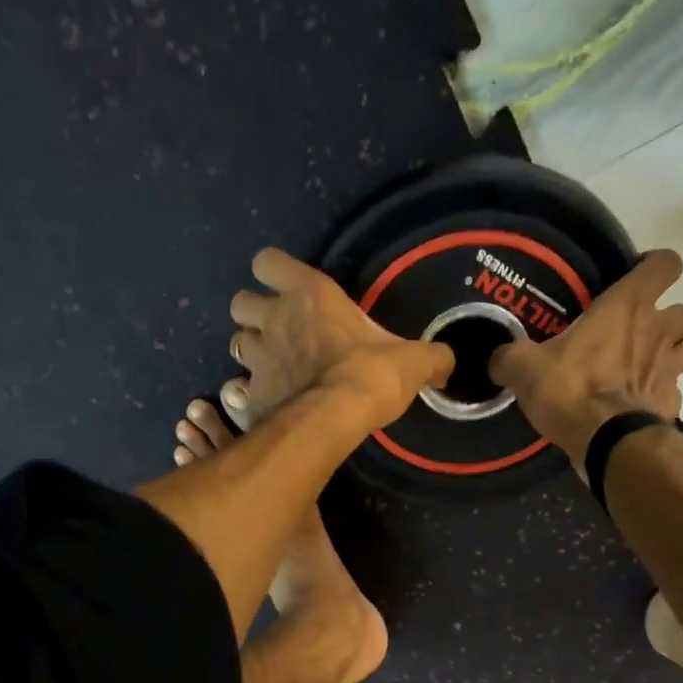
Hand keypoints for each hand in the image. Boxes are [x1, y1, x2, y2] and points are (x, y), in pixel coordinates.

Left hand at [229, 248, 452, 423]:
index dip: (274, 273)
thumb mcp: (413, 361)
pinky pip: (238, 387)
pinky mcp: (251, 394)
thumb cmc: (370, 375)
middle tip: (280, 331)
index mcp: (309, 294)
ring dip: (252, 350)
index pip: (268, 262)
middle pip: (241, 302)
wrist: (333, 420)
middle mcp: (274, 319)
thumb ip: (431, 357)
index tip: (292, 289)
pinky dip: (248, 392)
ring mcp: (257, 358)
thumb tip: (448, 363)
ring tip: (275, 366)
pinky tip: (268, 401)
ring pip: (235, 342)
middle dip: (255, 313)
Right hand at [489, 248, 682, 468]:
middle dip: (664, 319)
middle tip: (635, 335)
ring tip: (646, 366)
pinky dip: (662, 393)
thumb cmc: (569, 389)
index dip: (654, 268)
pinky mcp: (673, 402)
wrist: (607, 441)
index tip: (634, 281)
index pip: (665, 264)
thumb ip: (510, 357)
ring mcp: (671, 367)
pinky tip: (639, 403)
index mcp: (626, 306)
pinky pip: (676, 389)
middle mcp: (658, 329)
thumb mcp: (524, 368)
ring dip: (675, 352)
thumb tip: (496, 359)